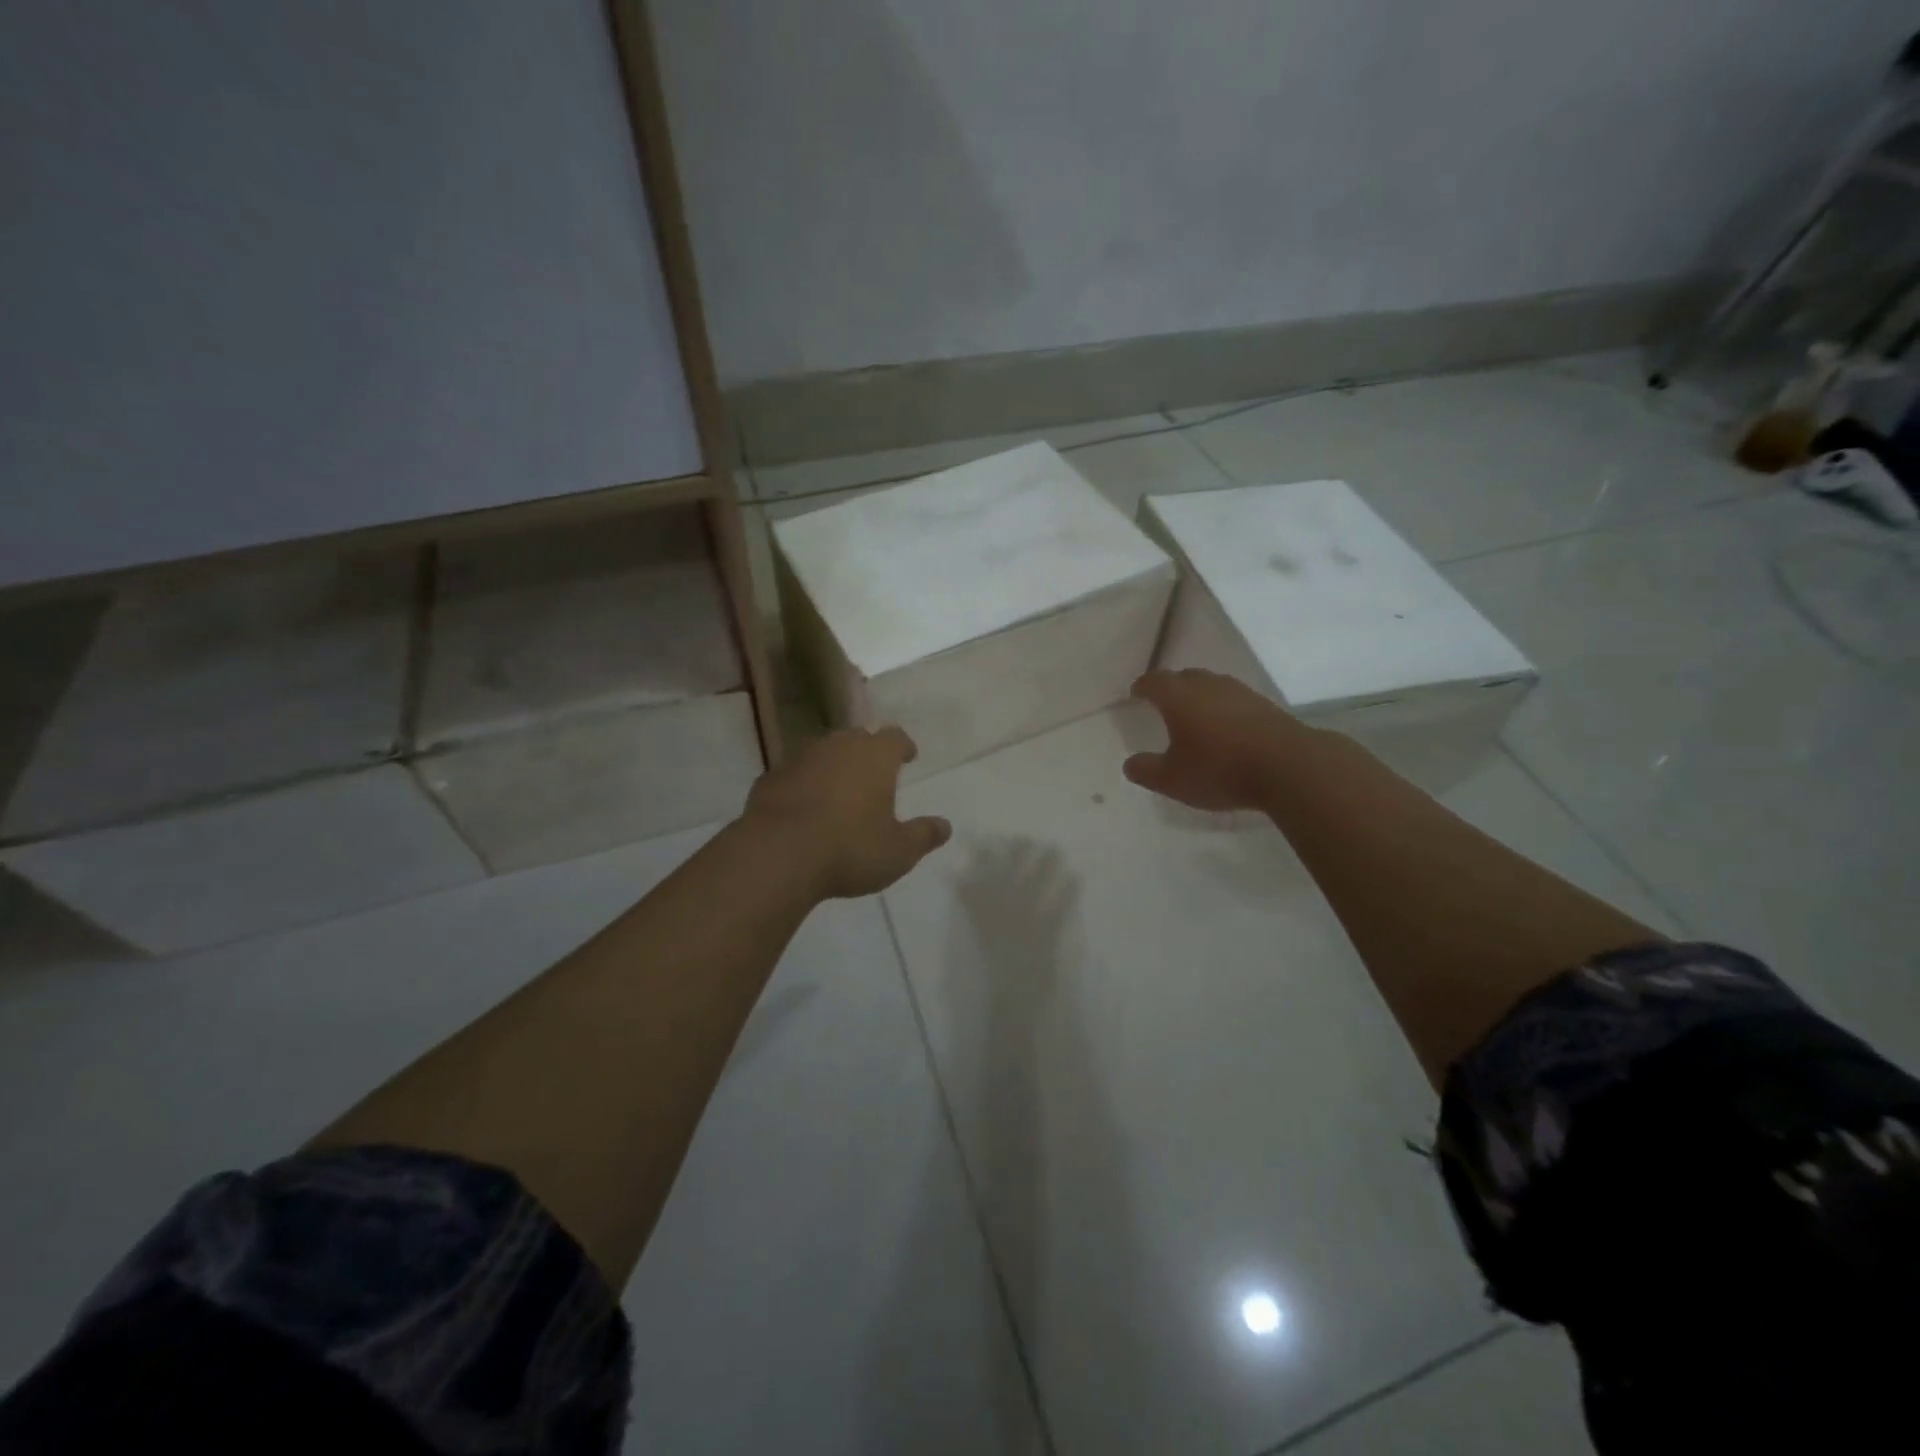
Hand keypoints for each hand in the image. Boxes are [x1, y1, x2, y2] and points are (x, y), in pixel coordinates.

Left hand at [743, 727, 952, 898]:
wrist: (777, 854)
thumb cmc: (850, 848)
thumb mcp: (898, 851)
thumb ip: (923, 836)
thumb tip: (945, 826)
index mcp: (874, 756)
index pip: (895, 737)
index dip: (903, 745)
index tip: (908, 756)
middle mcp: (837, 747)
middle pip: (857, 738)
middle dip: (867, 752)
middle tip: (873, 772)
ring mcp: (799, 759)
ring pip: (822, 753)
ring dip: (832, 767)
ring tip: (838, 790)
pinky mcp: (769, 779)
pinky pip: (794, 775)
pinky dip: (802, 785)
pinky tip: (803, 808)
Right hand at [1122, 669, 1304, 812]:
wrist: (1290, 767)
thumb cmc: (1221, 769)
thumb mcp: (1173, 779)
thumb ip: (1146, 770)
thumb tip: (1130, 763)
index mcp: (1179, 697)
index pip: (1154, 681)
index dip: (1142, 687)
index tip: (1135, 694)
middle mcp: (1208, 685)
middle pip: (1184, 677)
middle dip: (1170, 687)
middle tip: (1162, 704)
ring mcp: (1240, 692)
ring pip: (1212, 686)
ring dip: (1199, 696)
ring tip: (1194, 716)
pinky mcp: (1265, 705)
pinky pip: (1234, 700)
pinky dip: (1223, 708)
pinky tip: (1226, 728)